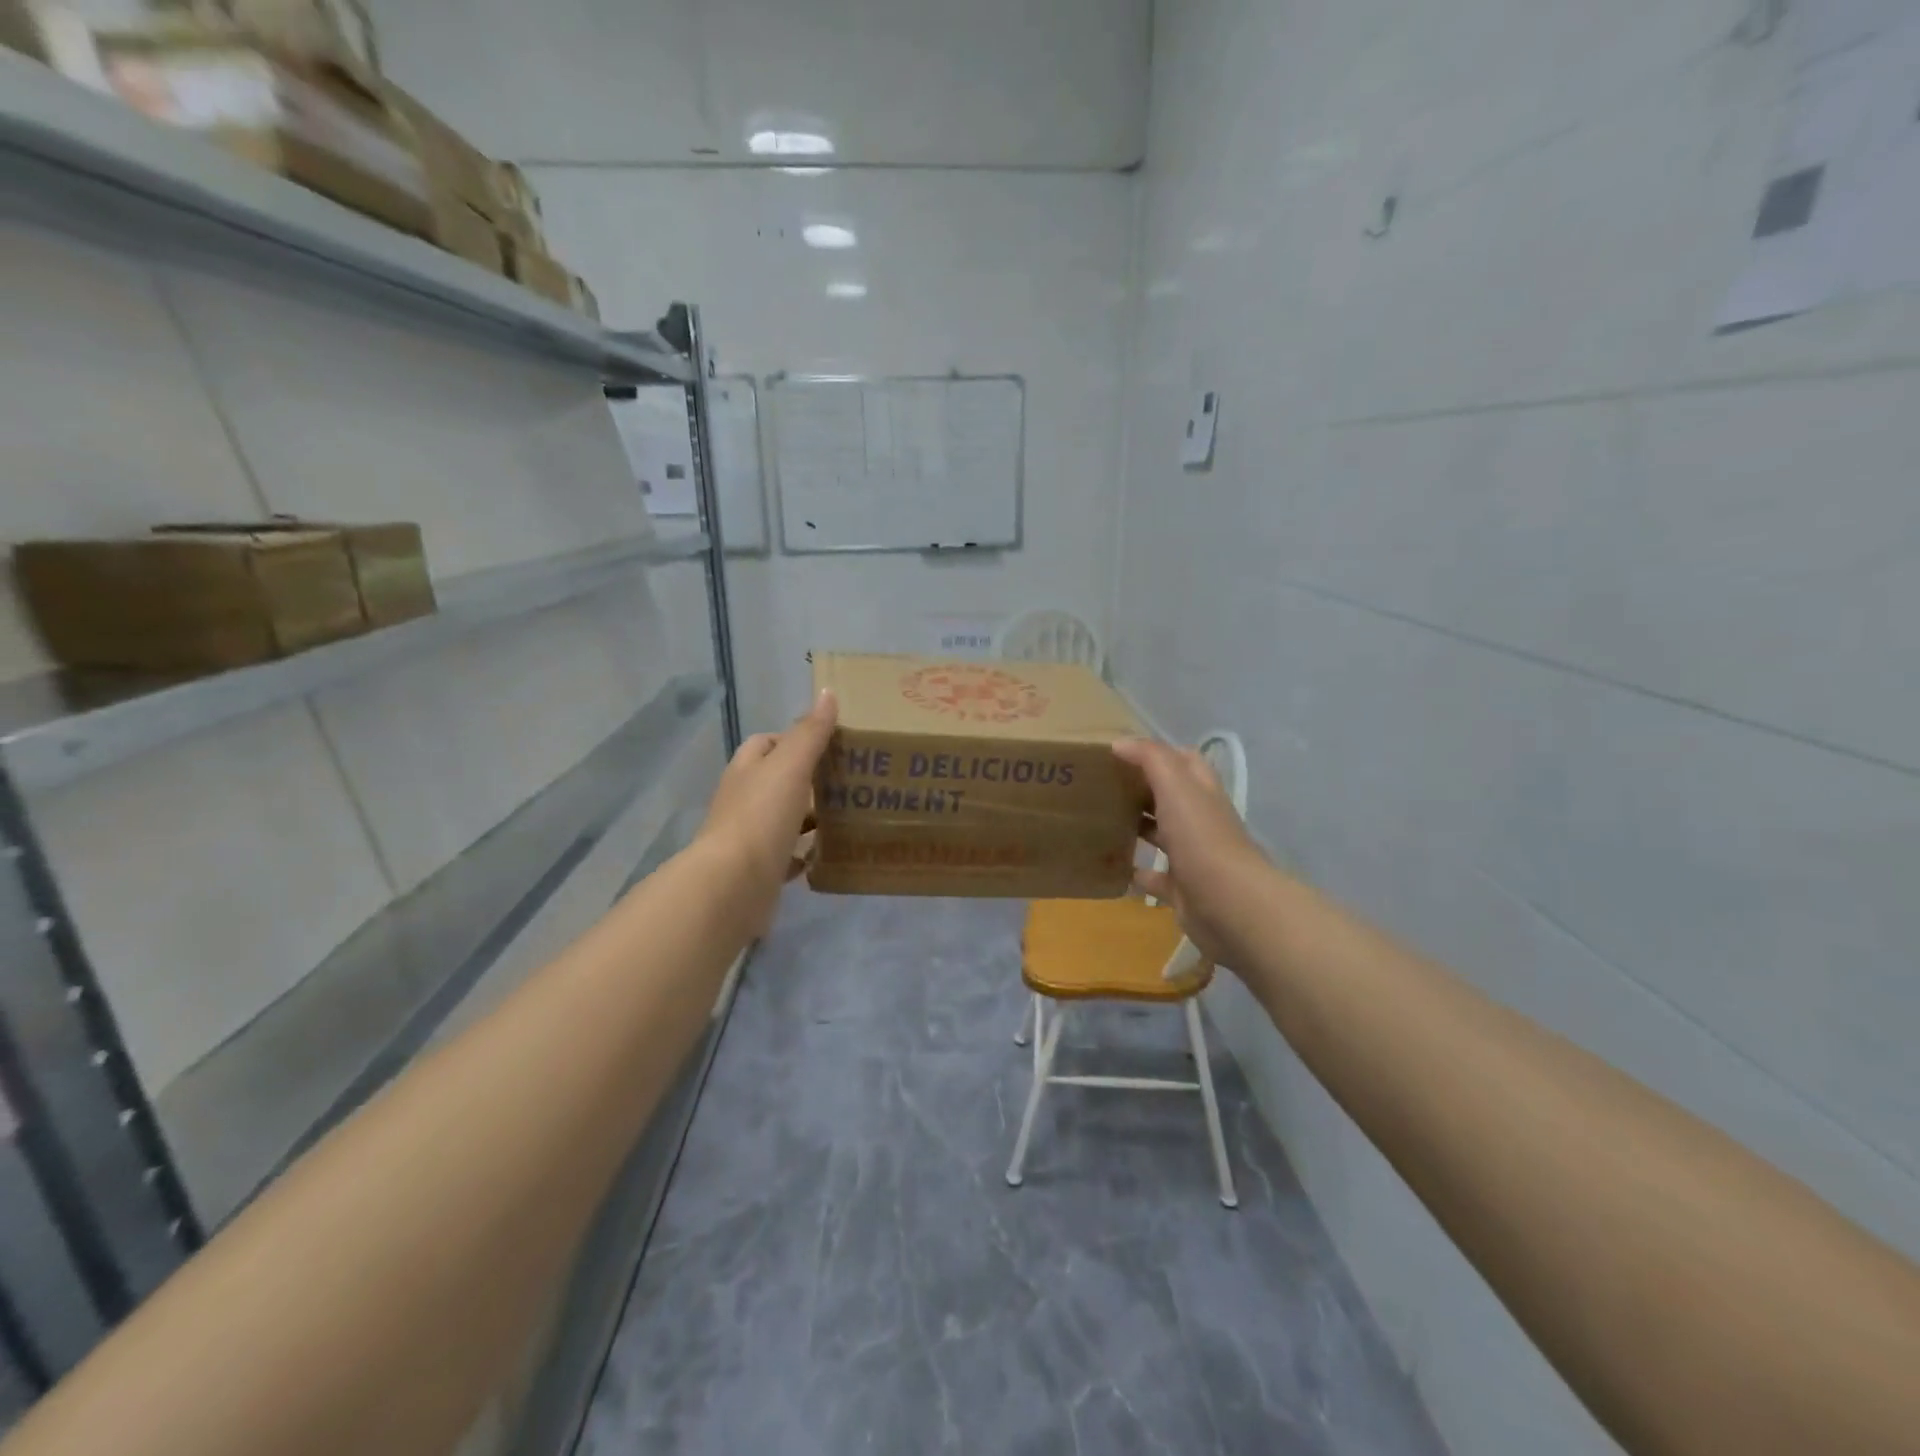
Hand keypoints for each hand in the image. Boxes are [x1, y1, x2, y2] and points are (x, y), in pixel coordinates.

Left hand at [696, 690, 837, 933]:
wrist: (733, 886)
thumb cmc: (761, 817)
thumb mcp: (790, 766)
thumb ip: (810, 732)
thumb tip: (827, 692)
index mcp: (746, 771)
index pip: (765, 744)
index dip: (793, 739)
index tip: (828, 745)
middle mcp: (742, 801)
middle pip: (775, 782)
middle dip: (807, 780)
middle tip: (847, 781)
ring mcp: (748, 838)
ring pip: (782, 819)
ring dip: (807, 817)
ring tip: (846, 815)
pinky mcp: (758, 871)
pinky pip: (785, 857)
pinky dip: (804, 854)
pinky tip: (827, 853)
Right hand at [1113, 737, 1269, 966]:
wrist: (1229, 904)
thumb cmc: (1202, 838)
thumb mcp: (1176, 786)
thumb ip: (1151, 759)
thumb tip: (1120, 742)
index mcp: (1202, 792)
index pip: (1184, 762)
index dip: (1158, 754)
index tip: (1120, 753)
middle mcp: (1200, 821)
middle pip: (1171, 798)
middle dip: (1142, 790)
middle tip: (1102, 786)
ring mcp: (1193, 856)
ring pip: (1162, 835)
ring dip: (1138, 827)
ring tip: (1101, 821)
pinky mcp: (1182, 889)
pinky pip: (1155, 878)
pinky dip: (1137, 871)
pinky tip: (1112, 866)